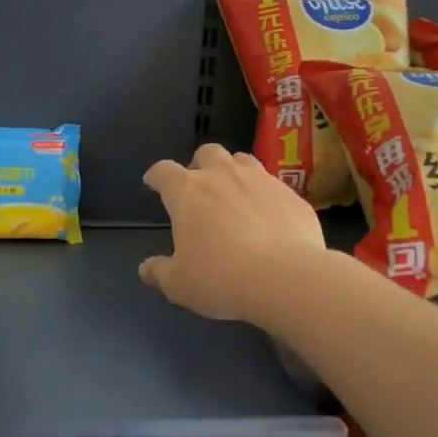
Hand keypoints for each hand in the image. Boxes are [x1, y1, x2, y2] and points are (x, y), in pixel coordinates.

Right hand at [139, 144, 326, 322]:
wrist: (286, 278)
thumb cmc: (220, 278)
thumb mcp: (179, 284)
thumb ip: (159, 272)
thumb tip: (145, 269)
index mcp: (187, 192)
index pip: (163, 171)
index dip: (156, 176)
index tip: (154, 183)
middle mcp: (222, 175)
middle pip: (207, 153)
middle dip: (200, 165)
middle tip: (200, 188)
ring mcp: (261, 180)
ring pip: (243, 160)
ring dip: (234, 171)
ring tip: (235, 194)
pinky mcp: (292, 194)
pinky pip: (274, 185)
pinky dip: (265, 196)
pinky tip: (269, 218)